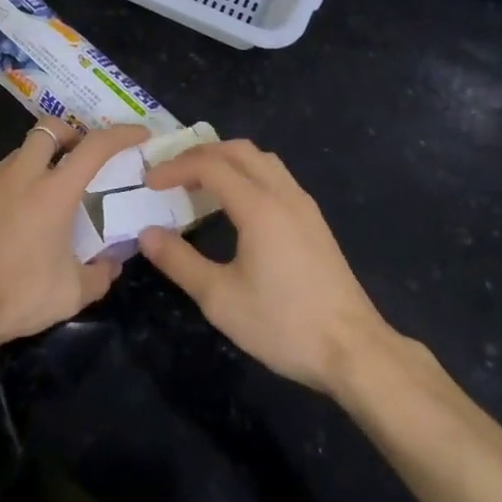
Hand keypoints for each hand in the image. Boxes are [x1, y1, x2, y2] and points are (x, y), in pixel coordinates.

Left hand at [0, 121, 148, 367]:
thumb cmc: (13, 297)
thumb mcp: (69, 295)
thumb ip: (99, 275)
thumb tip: (112, 264)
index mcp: (52, 193)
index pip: (94, 147)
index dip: (121, 134)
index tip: (138, 134)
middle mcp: (19, 176)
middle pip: (47, 129)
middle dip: (69, 134)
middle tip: (78, 159)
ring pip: (17, 155)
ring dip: (37, 164)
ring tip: (42, 199)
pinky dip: (6, 192)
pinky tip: (5, 226)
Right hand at [139, 140, 397, 397]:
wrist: (354, 351)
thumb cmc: (283, 324)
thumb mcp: (220, 299)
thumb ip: (179, 262)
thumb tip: (147, 233)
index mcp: (258, 206)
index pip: (209, 165)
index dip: (175, 168)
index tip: (149, 183)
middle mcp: (283, 194)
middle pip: (238, 150)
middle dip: (200, 154)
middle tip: (172, 173)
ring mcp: (304, 206)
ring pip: (262, 160)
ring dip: (227, 160)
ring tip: (201, 182)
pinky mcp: (315, 221)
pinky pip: (276, 176)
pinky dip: (248, 173)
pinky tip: (238, 203)